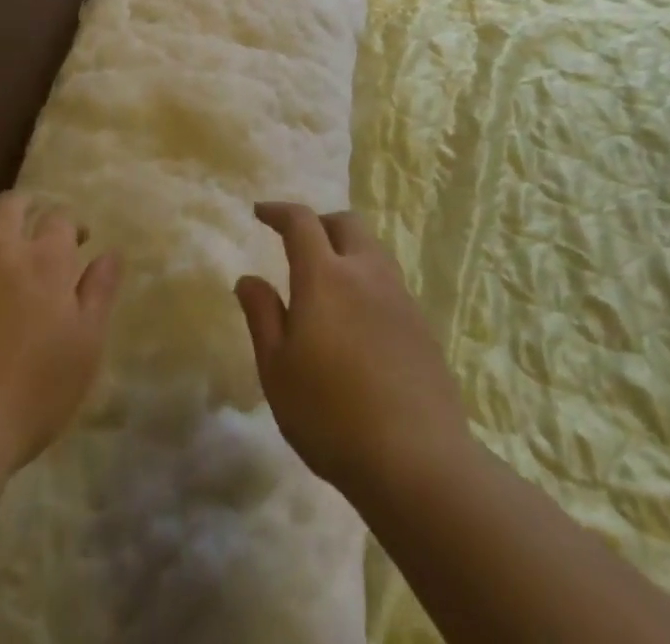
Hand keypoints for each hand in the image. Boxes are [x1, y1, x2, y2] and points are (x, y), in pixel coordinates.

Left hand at [0, 190, 120, 471]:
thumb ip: (99, 292)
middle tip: (32, 228)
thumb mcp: (85, 346)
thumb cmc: (32, 393)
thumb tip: (110, 253)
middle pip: (8, 205)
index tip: (77, 242)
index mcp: (44, 261)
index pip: (59, 217)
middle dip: (24, 207)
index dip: (70, 224)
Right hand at [234, 202, 468, 501]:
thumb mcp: (278, 370)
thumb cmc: (331, 415)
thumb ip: (262, 316)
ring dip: (347, 249)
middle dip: (319, 223)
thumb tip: (248, 279)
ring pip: (372, 249)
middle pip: (345, 223)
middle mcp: (365, 272)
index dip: (279, 211)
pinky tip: (359, 319)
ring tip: (329, 281)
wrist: (416, 458)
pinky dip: (367, 280)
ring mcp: (399, 295)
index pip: (301, 222)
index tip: (261, 213)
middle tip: (299, 244)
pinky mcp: (421, 322)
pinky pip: (389, 281)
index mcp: (325, 275)